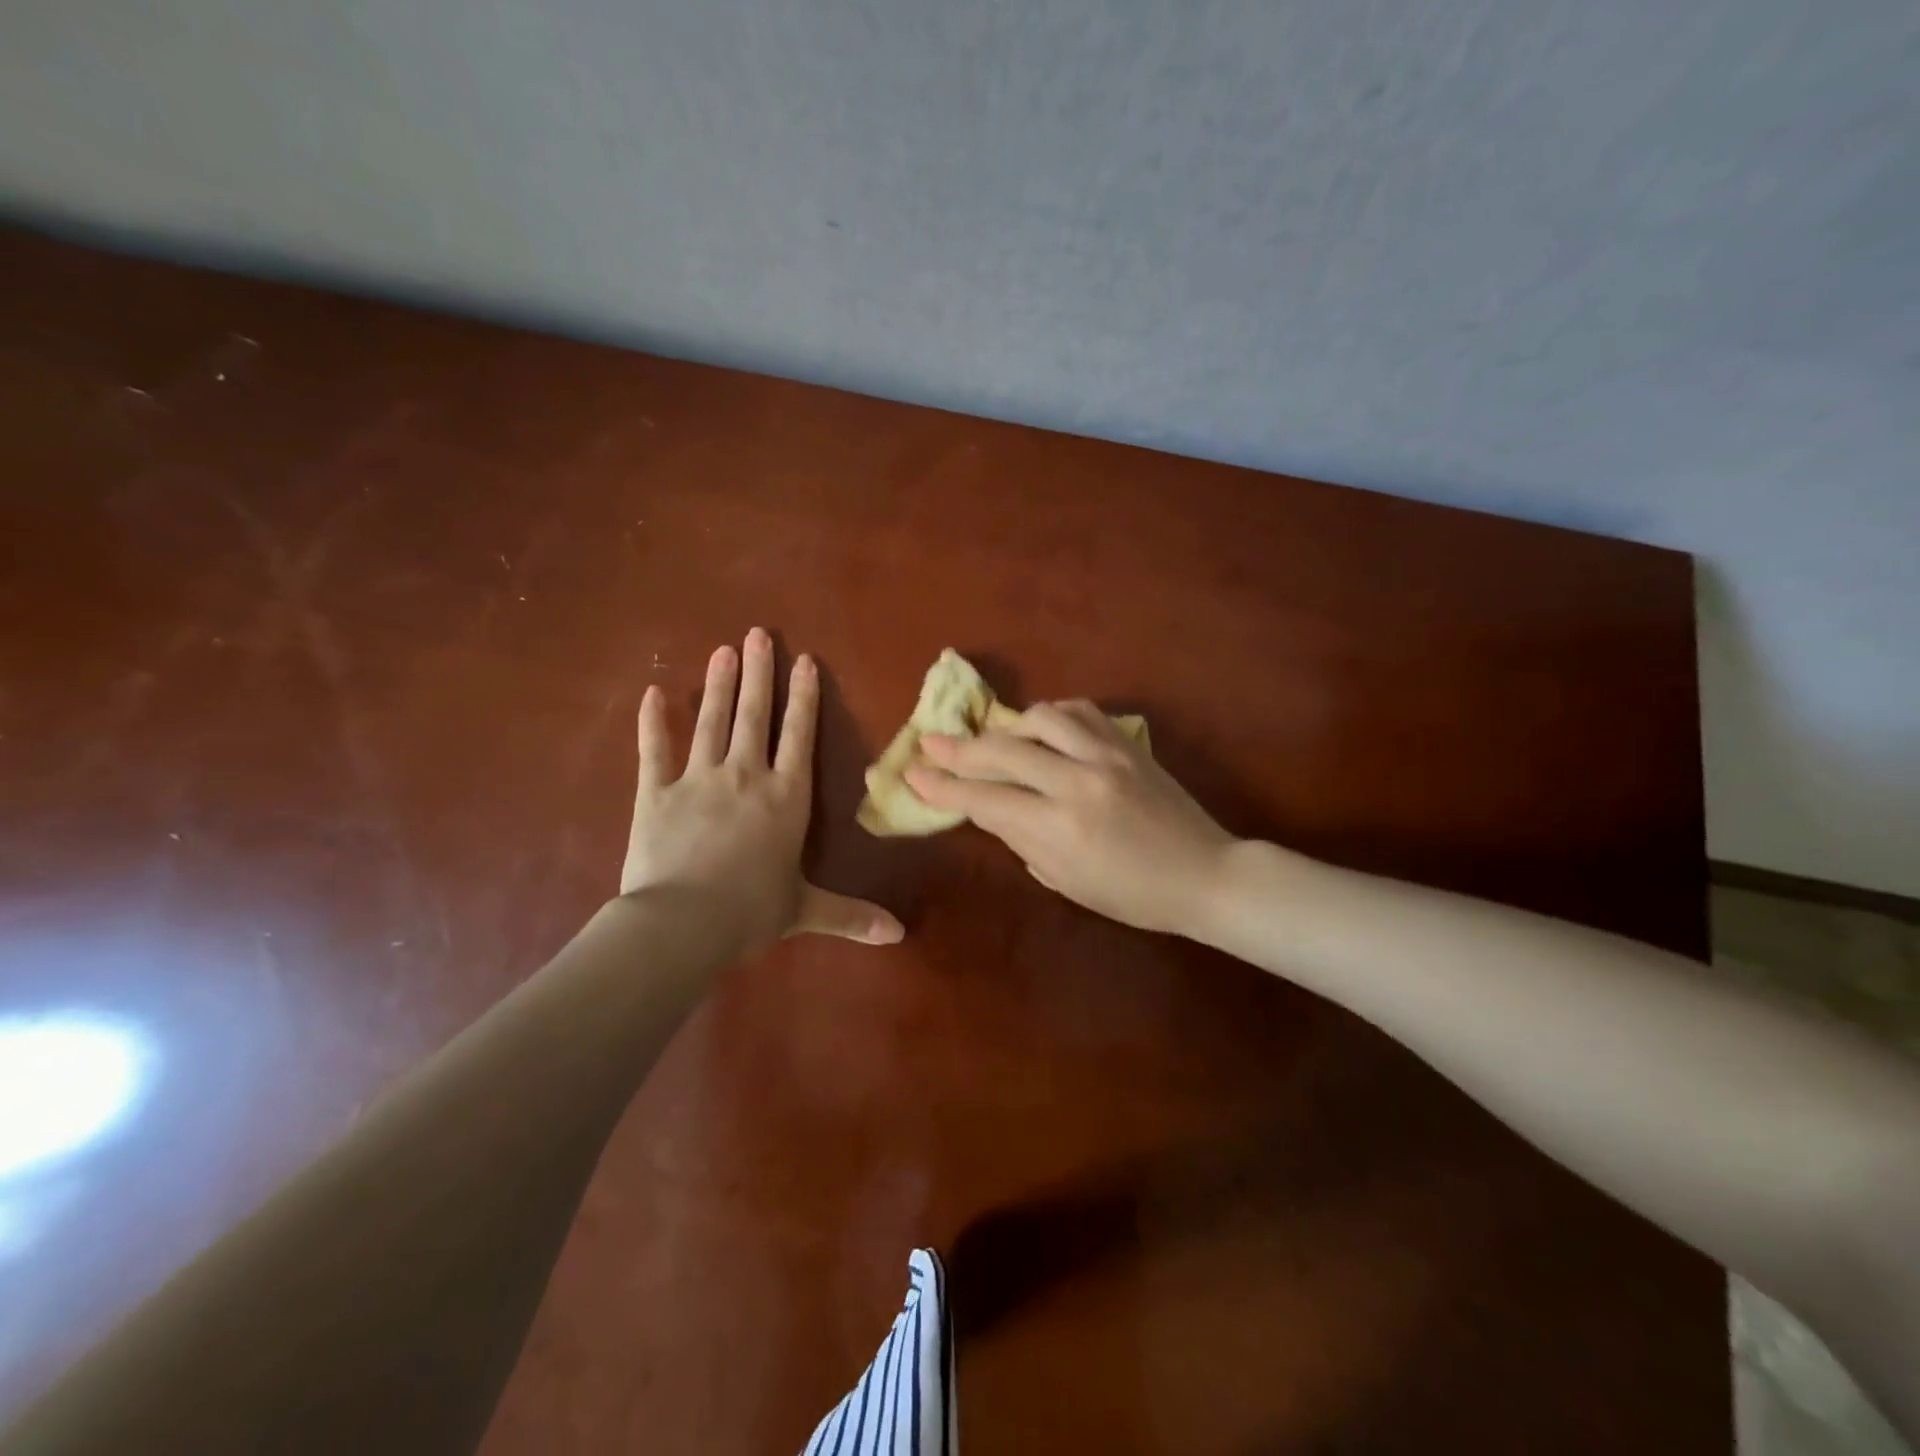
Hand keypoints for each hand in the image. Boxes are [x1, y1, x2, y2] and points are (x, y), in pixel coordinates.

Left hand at [621, 629, 903, 959]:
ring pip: (712, 722)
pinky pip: (654, 750)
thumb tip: (899, 935)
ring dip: (718, 685)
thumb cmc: (751, 912)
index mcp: (786, 797)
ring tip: (722, 650)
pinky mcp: (655, 793)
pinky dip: (652, 722)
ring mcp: (698, 779)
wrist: (683, 924)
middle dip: (759, 673)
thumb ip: (851, 915)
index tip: (804, 660)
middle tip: (757, 634)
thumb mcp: (806, 911)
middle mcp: (746, 776)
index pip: (799, 736)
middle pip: (755, 715)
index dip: (803, 697)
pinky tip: (652, 693)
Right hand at [905, 701, 1236, 936]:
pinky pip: (1078, 711)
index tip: (912, 773)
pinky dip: (1050, 716)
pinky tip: (1041, 727)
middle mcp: (1077, 783)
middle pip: (1002, 752)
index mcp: (1058, 829)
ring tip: (993, 739)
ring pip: (1038, 719)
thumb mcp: (1064, 880)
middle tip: (930, 742)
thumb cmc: (1131, 895)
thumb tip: (991, 806)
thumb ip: (1021, 838)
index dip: (943, 786)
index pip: (984, 799)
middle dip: (958, 749)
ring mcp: (1106, 755)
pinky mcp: (1127, 742)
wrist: (1203, 873)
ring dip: (1006, 728)